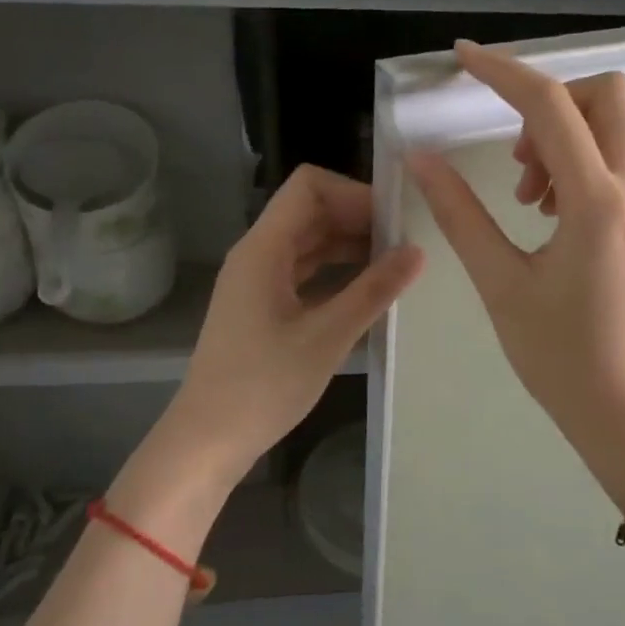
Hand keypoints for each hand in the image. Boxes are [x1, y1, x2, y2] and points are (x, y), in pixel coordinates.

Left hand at [163, 165, 423, 484]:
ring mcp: (259, 280)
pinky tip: (369, 291)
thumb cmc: (263, 386)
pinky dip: (337, 271)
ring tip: (396, 265)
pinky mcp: (263, 305)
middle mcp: (258, 254)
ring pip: (310, 241)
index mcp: (264, 249)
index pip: (309, 187)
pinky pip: (306, 270)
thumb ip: (373, 290)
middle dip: (359, 219)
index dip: (353, 193)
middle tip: (406, 243)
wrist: (208, 439)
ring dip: (351, 245)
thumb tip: (416, 253)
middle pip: (311, 211)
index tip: (393, 220)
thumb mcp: (327, 337)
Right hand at [408, 41, 624, 499]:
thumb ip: (460, 214)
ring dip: (563, 135)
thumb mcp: (501, 284)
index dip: (503, 72)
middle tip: (512, 155)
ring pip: (615, 126)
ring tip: (523, 196)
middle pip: (607, 95)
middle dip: (551, 101)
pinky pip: (618, 160)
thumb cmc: (560, 357)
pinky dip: (579, 162)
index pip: (551, 107)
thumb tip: (422, 159)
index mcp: (598, 202)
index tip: (463, 59)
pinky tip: (547, 214)